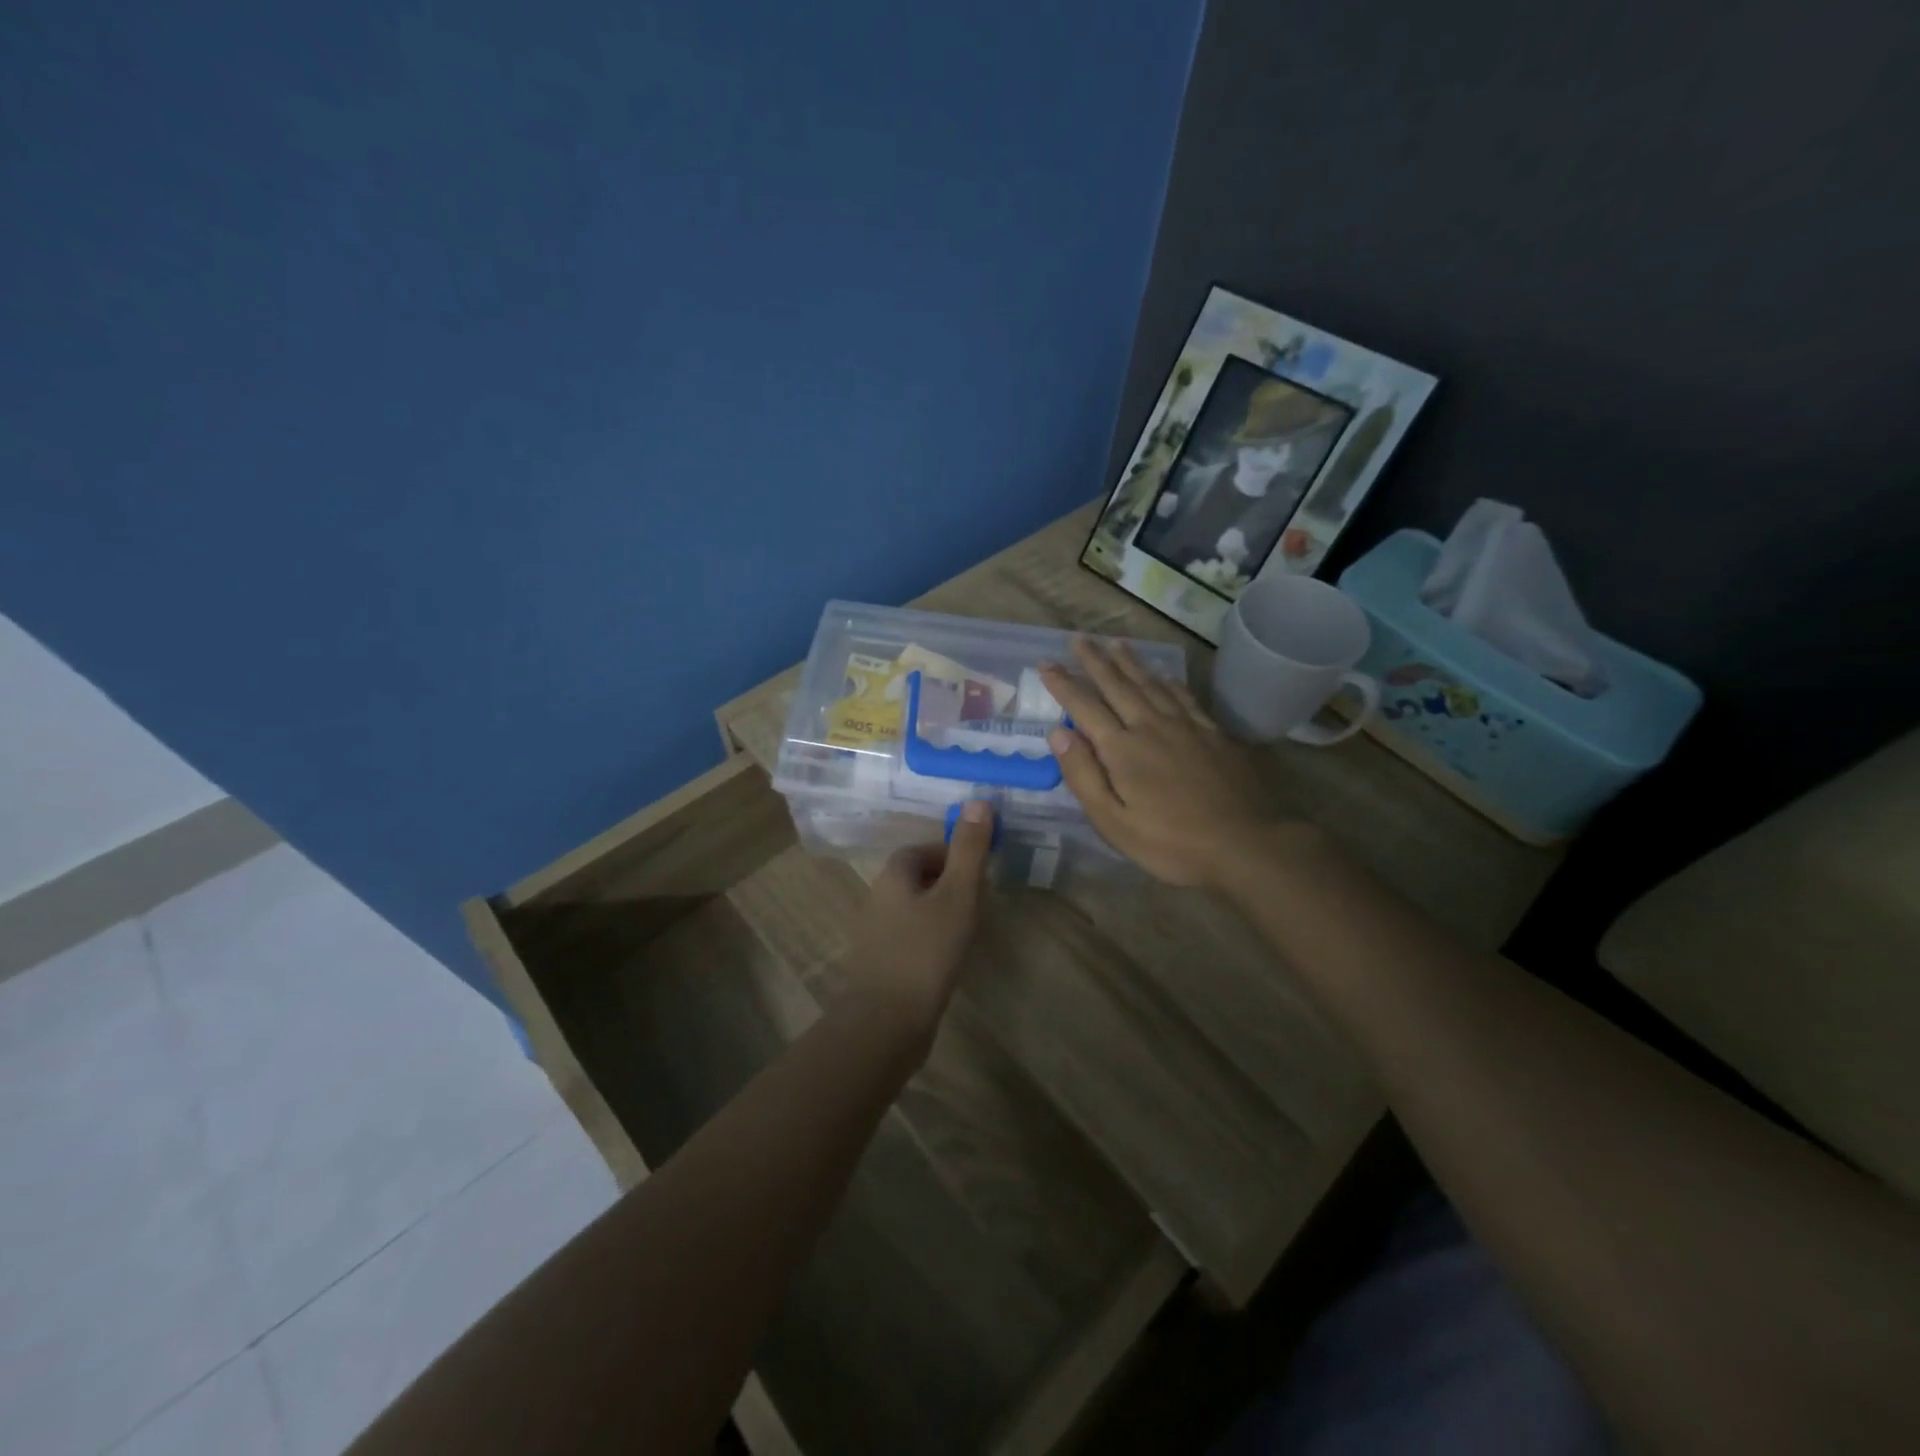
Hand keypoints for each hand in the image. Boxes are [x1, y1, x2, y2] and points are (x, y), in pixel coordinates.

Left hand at [838, 802, 994, 1041]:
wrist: (886, 1022)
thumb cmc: (926, 951)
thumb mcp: (957, 895)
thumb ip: (969, 850)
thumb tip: (979, 801)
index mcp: (893, 875)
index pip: (923, 850)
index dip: (953, 854)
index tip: (980, 873)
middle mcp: (878, 897)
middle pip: (918, 877)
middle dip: (949, 883)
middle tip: (980, 901)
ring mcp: (876, 933)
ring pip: (914, 908)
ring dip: (941, 911)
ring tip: (970, 929)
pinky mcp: (880, 964)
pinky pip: (910, 937)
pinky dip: (931, 938)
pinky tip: (948, 958)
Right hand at [1040, 639, 1285, 890]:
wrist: (1248, 843)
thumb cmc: (1172, 842)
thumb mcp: (1114, 822)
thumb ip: (1084, 775)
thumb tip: (1058, 733)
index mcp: (1122, 749)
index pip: (1084, 707)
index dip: (1063, 684)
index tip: (1046, 664)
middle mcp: (1150, 726)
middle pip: (1117, 685)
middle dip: (1094, 661)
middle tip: (1079, 639)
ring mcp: (1186, 726)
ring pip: (1151, 683)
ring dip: (1129, 662)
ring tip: (1115, 644)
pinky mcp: (1213, 733)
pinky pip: (1184, 696)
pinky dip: (1169, 681)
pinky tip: (1164, 675)